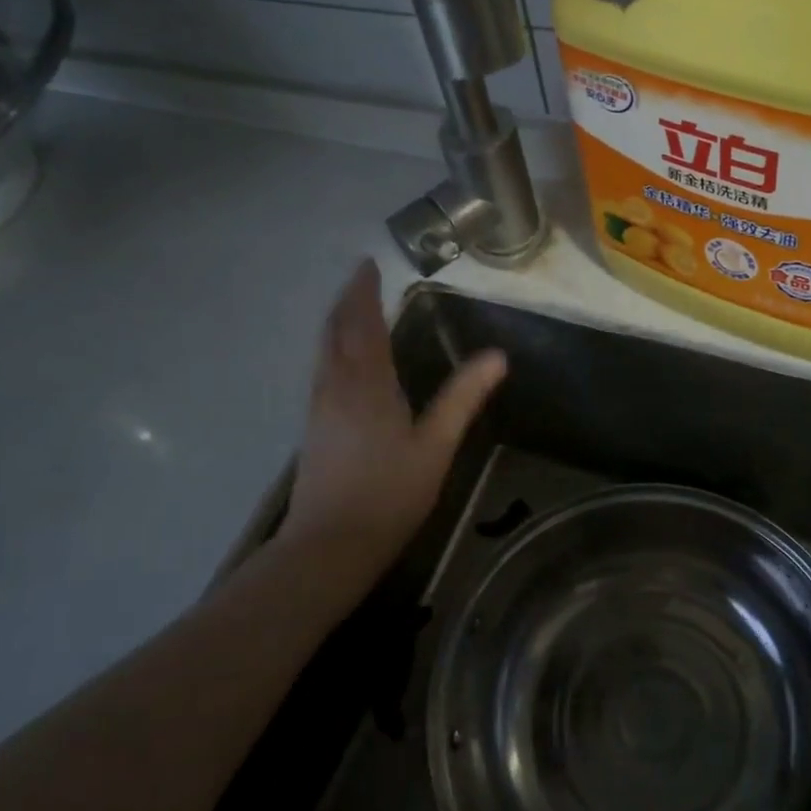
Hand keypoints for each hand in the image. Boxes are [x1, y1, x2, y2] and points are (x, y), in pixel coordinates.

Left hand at [279, 260, 505, 601]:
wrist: (329, 545)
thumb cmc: (389, 494)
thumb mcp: (436, 446)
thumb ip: (463, 398)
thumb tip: (497, 356)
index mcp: (366, 383)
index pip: (362, 323)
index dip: (365, 292)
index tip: (368, 265)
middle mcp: (335, 385)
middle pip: (335, 330)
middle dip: (347, 300)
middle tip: (361, 279)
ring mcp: (318, 407)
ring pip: (323, 350)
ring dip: (337, 323)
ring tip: (353, 310)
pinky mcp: (313, 427)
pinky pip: (322, 369)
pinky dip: (333, 348)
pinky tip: (344, 362)